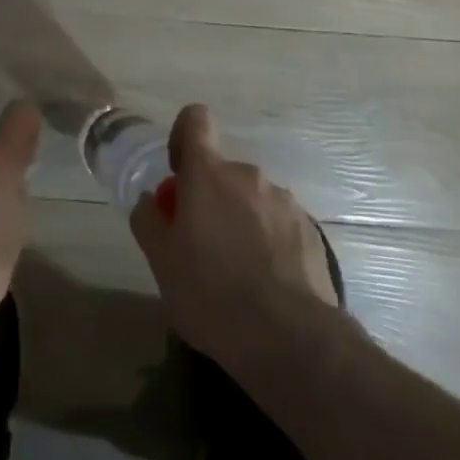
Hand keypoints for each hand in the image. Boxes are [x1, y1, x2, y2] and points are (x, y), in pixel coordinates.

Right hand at [129, 105, 339, 364]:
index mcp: (208, 174)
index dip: (183, 136)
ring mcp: (284, 202)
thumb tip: (150, 200)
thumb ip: (148, 220)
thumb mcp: (161, 262)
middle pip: (222, 172)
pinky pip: (278, 224)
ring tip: (237, 271)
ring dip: (240, 220)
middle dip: (210, 198)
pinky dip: (268, 241)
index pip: (195, 120)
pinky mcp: (311, 231)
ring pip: (251, 199)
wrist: (290, 339)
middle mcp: (249, 176)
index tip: (178, 172)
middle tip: (201, 244)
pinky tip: (265, 282)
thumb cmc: (211, 294)